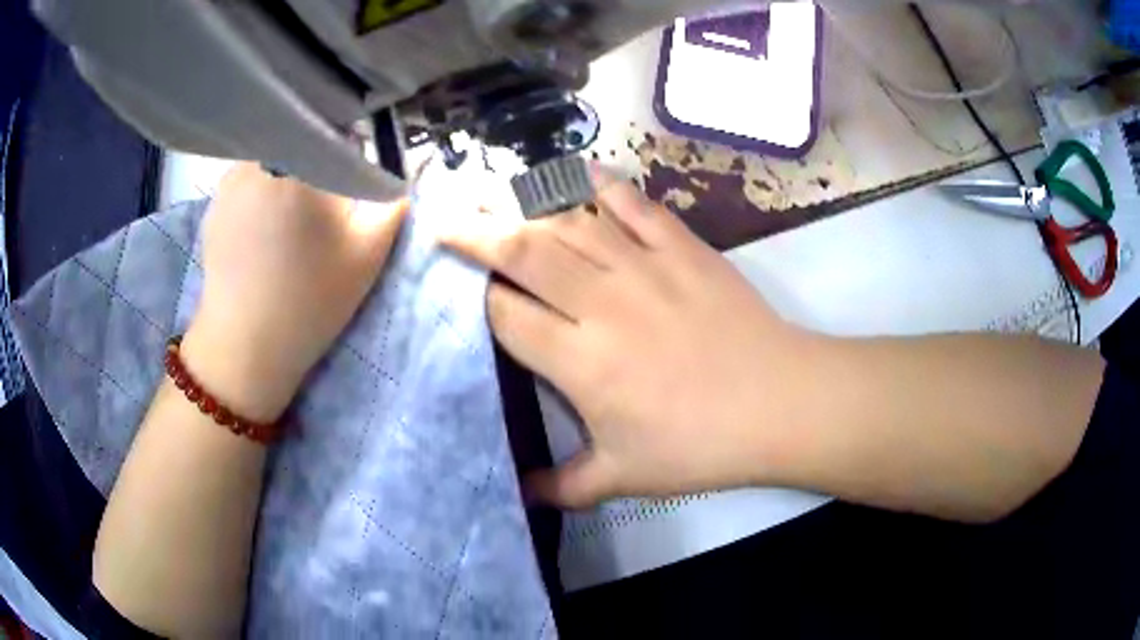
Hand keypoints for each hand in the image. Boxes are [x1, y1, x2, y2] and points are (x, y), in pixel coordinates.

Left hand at [183, 163, 406, 421]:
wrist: (245, 346)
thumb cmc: (310, 300)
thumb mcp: (368, 253)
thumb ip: (391, 200)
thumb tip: (401, 169)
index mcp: (302, 162)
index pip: (339, 129)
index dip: (353, 149)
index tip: (353, 181)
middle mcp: (262, 157)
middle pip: (304, 138)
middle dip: (319, 161)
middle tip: (323, 208)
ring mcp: (231, 177)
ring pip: (275, 155)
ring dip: (290, 174)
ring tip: (291, 223)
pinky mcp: (215, 200)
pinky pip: (251, 176)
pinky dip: (264, 190)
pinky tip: (264, 231)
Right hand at [442, 167, 821, 507]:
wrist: (780, 403)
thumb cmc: (701, 445)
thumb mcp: (625, 478)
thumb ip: (565, 487)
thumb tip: (523, 495)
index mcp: (580, 362)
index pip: (506, 314)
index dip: (479, 301)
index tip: (467, 295)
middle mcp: (600, 303)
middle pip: (521, 251)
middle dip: (474, 233)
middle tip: (446, 220)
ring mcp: (643, 265)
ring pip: (567, 219)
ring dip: (523, 203)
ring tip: (493, 194)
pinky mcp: (682, 246)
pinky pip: (631, 203)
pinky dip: (600, 186)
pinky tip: (577, 180)